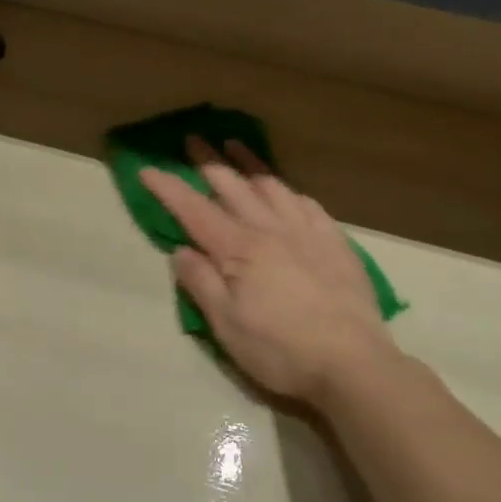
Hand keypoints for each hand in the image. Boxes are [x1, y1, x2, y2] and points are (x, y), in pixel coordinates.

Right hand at [140, 140, 400, 408]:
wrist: (353, 363)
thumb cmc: (281, 350)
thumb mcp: (227, 325)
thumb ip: (201, 284)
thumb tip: (180, 251)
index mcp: (239, 249)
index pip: (194, 211)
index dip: (168, 188)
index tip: (146, 169)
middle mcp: (270, 229)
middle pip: (233, 186)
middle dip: (207, 162)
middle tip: (192, 138)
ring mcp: (306, 232)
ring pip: (272, 186)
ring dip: (249, 163)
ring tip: (235, 145)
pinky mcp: (335, 243)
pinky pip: (307, 204)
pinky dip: (289, 190)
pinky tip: (286, 189)